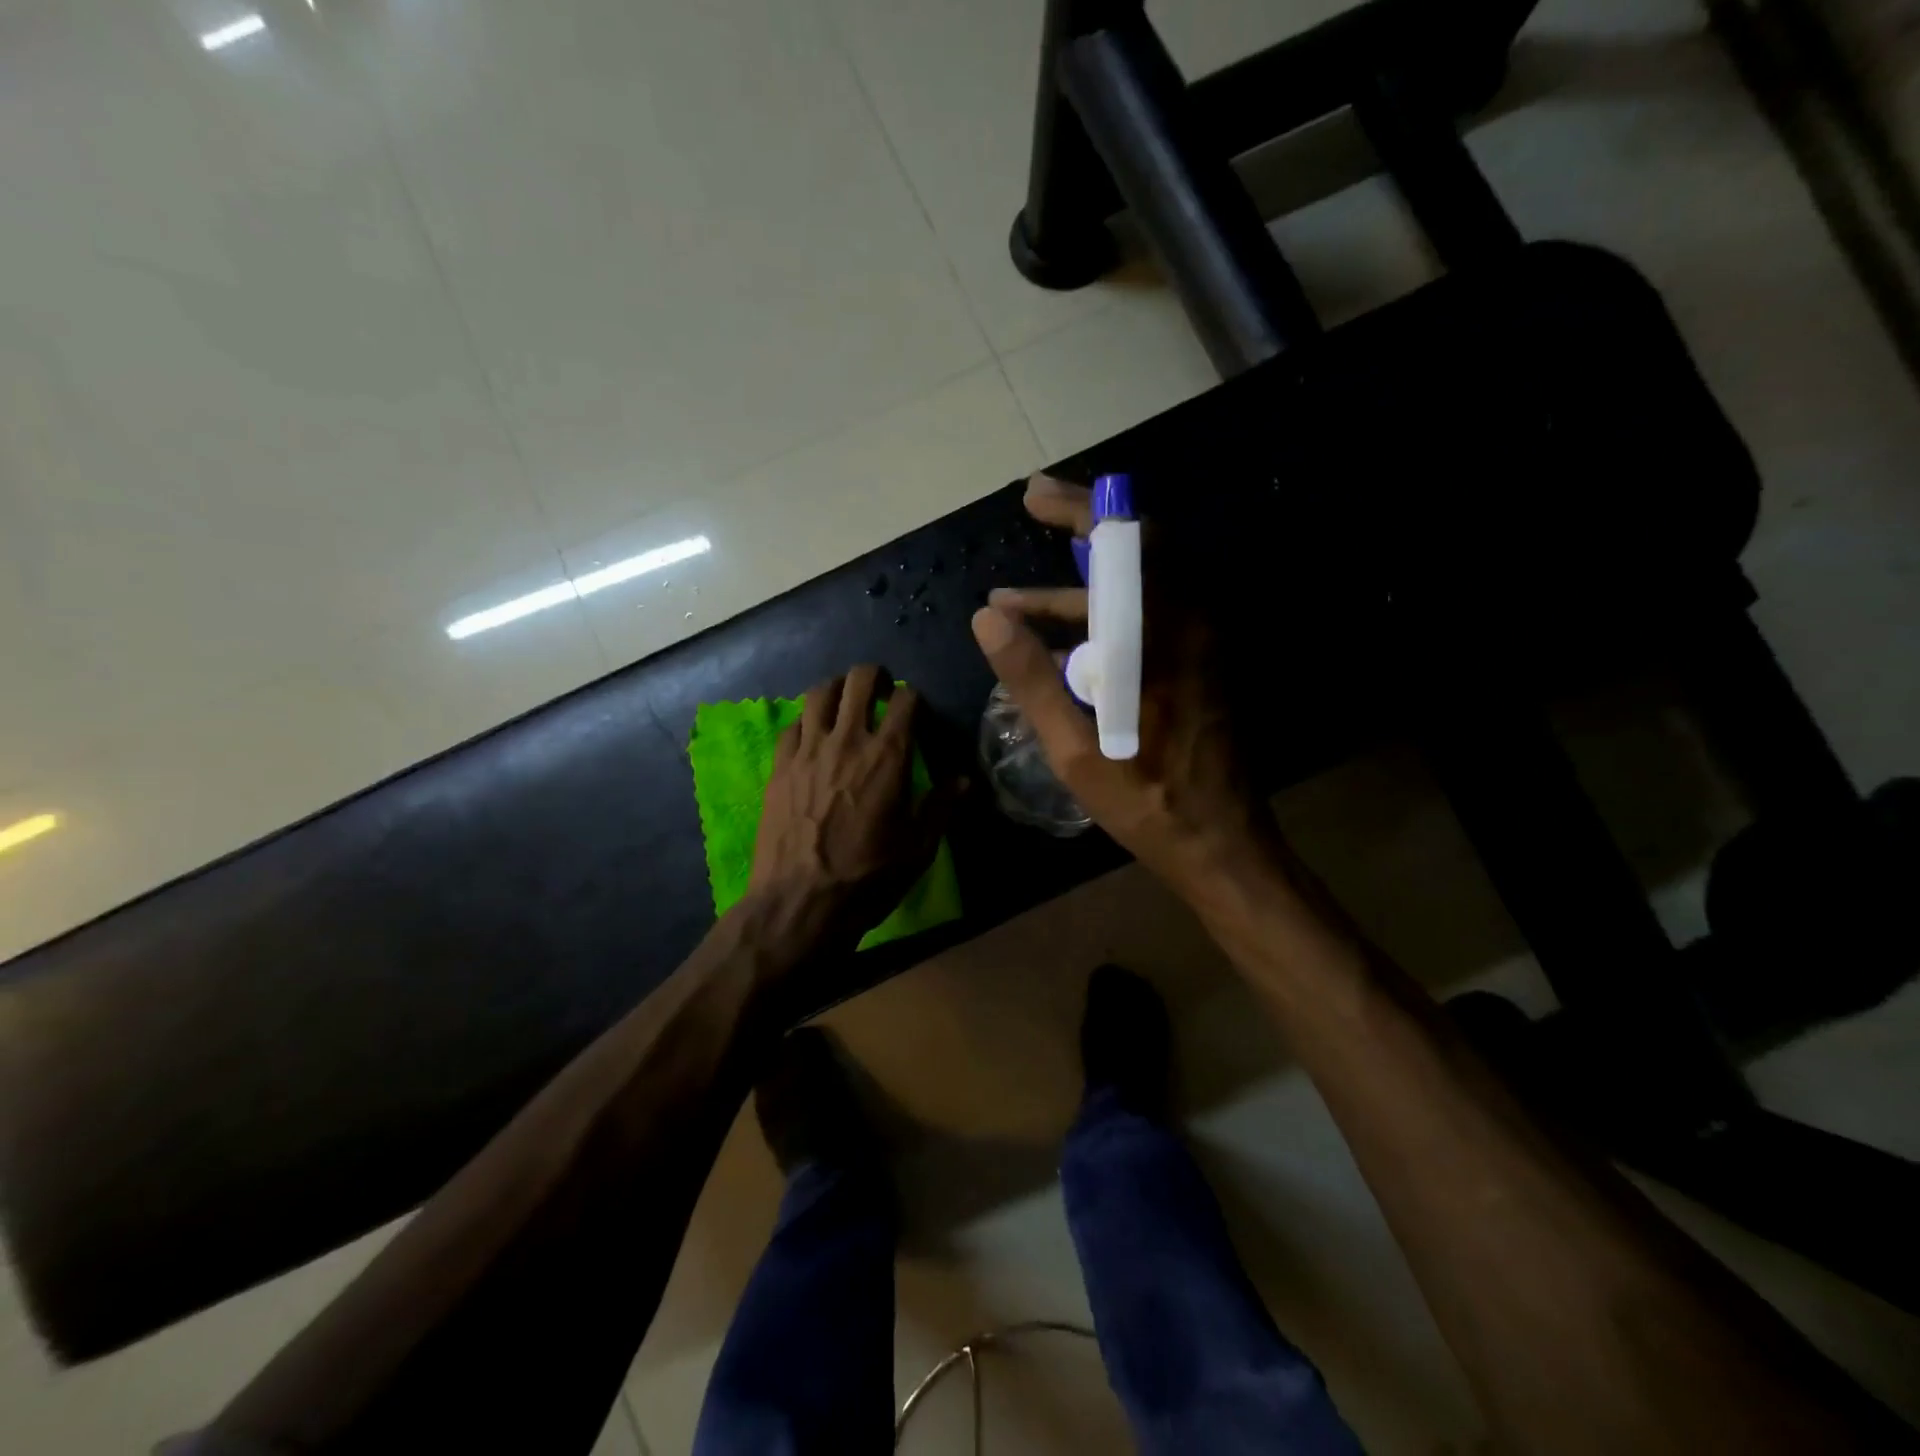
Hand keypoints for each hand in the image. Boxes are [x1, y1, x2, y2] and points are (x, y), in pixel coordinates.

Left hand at [747, 664, 952, 951]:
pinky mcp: (779, 765)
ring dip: (838, 690)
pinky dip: (807, 721)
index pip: (906, 699)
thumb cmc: (868, 878)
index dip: (914, 699)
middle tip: (881, 693)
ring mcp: (807, 750)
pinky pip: (793, 724)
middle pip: (859, 679)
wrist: (799, 904)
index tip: (916, 714)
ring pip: (820, 692)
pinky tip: (813, 739)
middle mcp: (847, 740)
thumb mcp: (919, 848)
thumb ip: (943, 805)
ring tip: (845, 706)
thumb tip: (965, 778)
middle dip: (874, 678)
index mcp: (888, 756)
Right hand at [971, 474, 1275, 901]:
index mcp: (1160, 636)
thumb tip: (987, 618)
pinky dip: (1100, 616)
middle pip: (1138, 548)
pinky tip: (1053, 647)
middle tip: (1033, 510)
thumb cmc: (1145, 798)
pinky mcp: (1197, 664)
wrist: (1219, 840)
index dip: (1080, 508)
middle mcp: (1188, 623)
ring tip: (1011, 603)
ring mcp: (1198, 643)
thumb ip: (1030, 677)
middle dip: (1081, 527)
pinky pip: (1146, 616)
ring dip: (1077, 586)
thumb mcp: (1073, 746)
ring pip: (1138, 586)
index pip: (1126, 542)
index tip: (1034, 496)